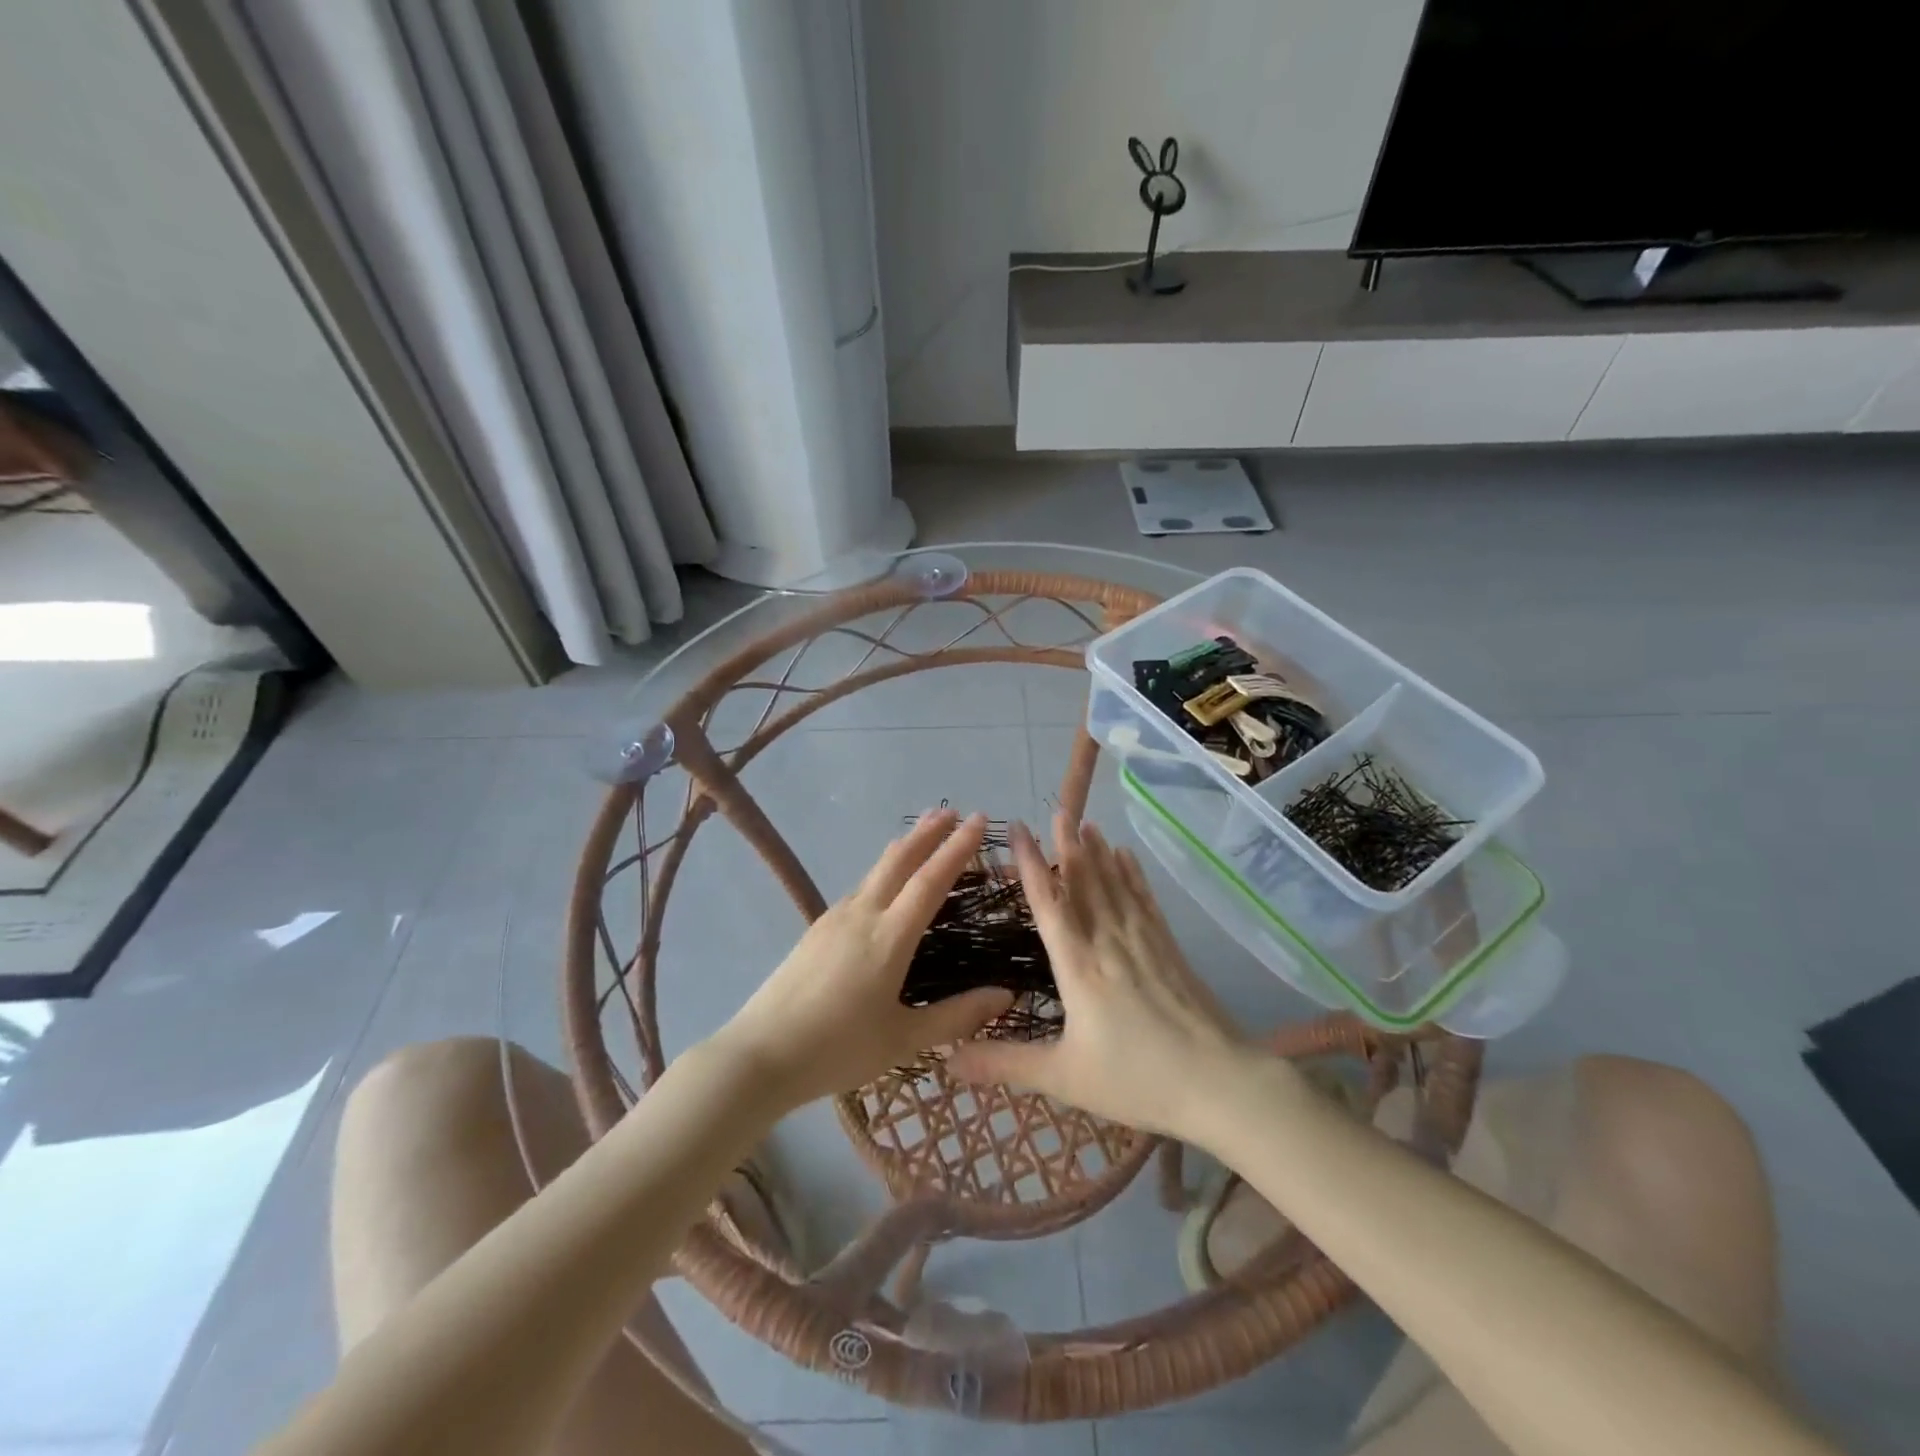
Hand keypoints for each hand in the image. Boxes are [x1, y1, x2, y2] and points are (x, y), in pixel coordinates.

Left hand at [714, 808, 1012, 1109]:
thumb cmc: (837, 1049)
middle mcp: (862, 914)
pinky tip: (885, 884)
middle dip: (928, 832)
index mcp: (889, 937)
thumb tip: (1006, 995)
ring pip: (876, 870)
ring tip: (924, 834)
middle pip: (899, 859)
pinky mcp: (817, 928)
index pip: (931, 880)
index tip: (979, 820)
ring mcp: (835, 918)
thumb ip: (957, 1016)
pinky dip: (884, 871)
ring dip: (905, 847)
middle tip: (953, 812)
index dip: (958, 848)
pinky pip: (860, 887)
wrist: (759, 1055)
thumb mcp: (904, 1040)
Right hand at [945, 811, 1255, 1140]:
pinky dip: (1133, 875)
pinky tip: (1127, 856)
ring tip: (1086, 822)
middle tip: (1057, 810)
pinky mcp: (1170, 949)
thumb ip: (1005, 1063)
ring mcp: (1143, 942)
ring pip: (1115, 885)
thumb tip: (948, 1059)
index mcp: (1078, 967)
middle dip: (1067, 845)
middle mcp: (1108, 942)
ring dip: (1099, 852)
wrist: (1219, 1083)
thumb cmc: (1136, 1080)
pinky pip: (1145, 900)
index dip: (1031, 865)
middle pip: (1084, 883)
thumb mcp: (1064, 1078)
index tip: (1019, 831)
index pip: (1048, 904)